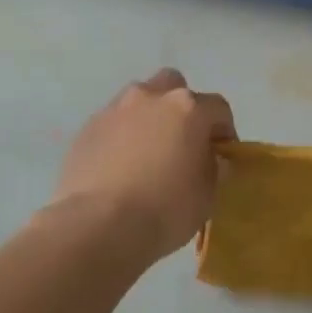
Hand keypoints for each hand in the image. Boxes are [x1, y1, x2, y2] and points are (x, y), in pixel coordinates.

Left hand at [52, 70, 235, 260]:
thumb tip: (210, 158)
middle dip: (182, 108)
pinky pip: (113, 124)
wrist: (98, 226)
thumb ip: (213, 168)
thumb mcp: (207, 194)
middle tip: (182, 141)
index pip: (219, 108)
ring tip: (147, 154)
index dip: (224, 131)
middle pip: (174, 86)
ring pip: (139, 101)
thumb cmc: (165, 209)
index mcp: (188, 108)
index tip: (222, 155)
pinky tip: (120, 167)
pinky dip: (121, 137)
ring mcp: (115, 110)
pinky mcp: (87, 129)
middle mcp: (151, 98)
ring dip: (149, 118)